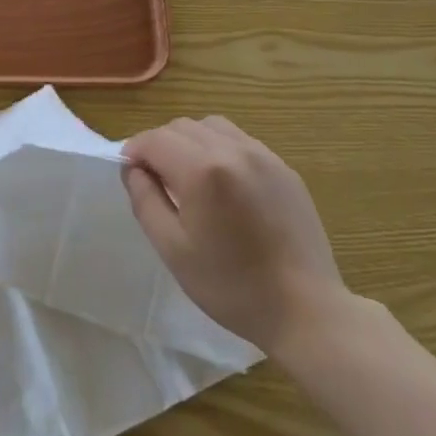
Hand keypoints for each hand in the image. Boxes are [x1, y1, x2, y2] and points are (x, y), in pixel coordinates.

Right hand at [122, 116, 346, 359]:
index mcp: (202, 170)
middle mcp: (232, 150)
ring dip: (190, 142)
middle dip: (160, 145)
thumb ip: (145, 200)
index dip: (135, 151)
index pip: (155, 139)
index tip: (130, 173)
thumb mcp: (173, 249)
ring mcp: (263, 155)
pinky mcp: (283, 167)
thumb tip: (133, 168)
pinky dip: (220, 149)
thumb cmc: (231, 285)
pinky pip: (240, 141)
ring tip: (189, 177)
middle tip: (157, 180)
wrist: (305, 309)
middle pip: (182, 127)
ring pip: (212, 126)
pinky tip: (223, 184)